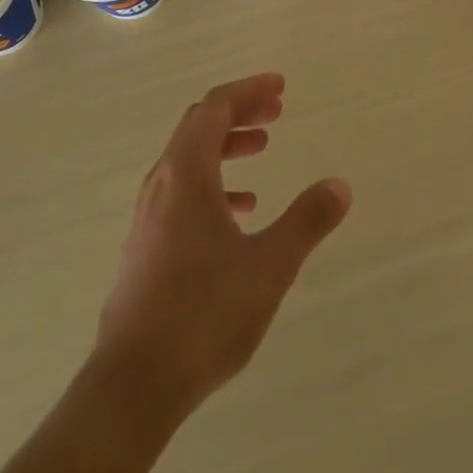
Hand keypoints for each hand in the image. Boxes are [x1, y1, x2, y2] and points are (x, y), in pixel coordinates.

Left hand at [93, 73, 350, 419]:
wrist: (133, 385)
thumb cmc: (203, 314)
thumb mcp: (269, 266)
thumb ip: (306, 221)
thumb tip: (340, 184)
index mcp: (186, 174)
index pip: (214, 107)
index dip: (248, 90)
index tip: (280, 88)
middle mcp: (162, 184)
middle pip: (198, 126)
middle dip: (239, 112)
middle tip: (276, 113)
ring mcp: (149, 216)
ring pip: (189, 159)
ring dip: (225, 146)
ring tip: (262, 151)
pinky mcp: (146, 246)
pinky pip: (182, 192)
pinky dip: (213, 183)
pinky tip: (240, 212)